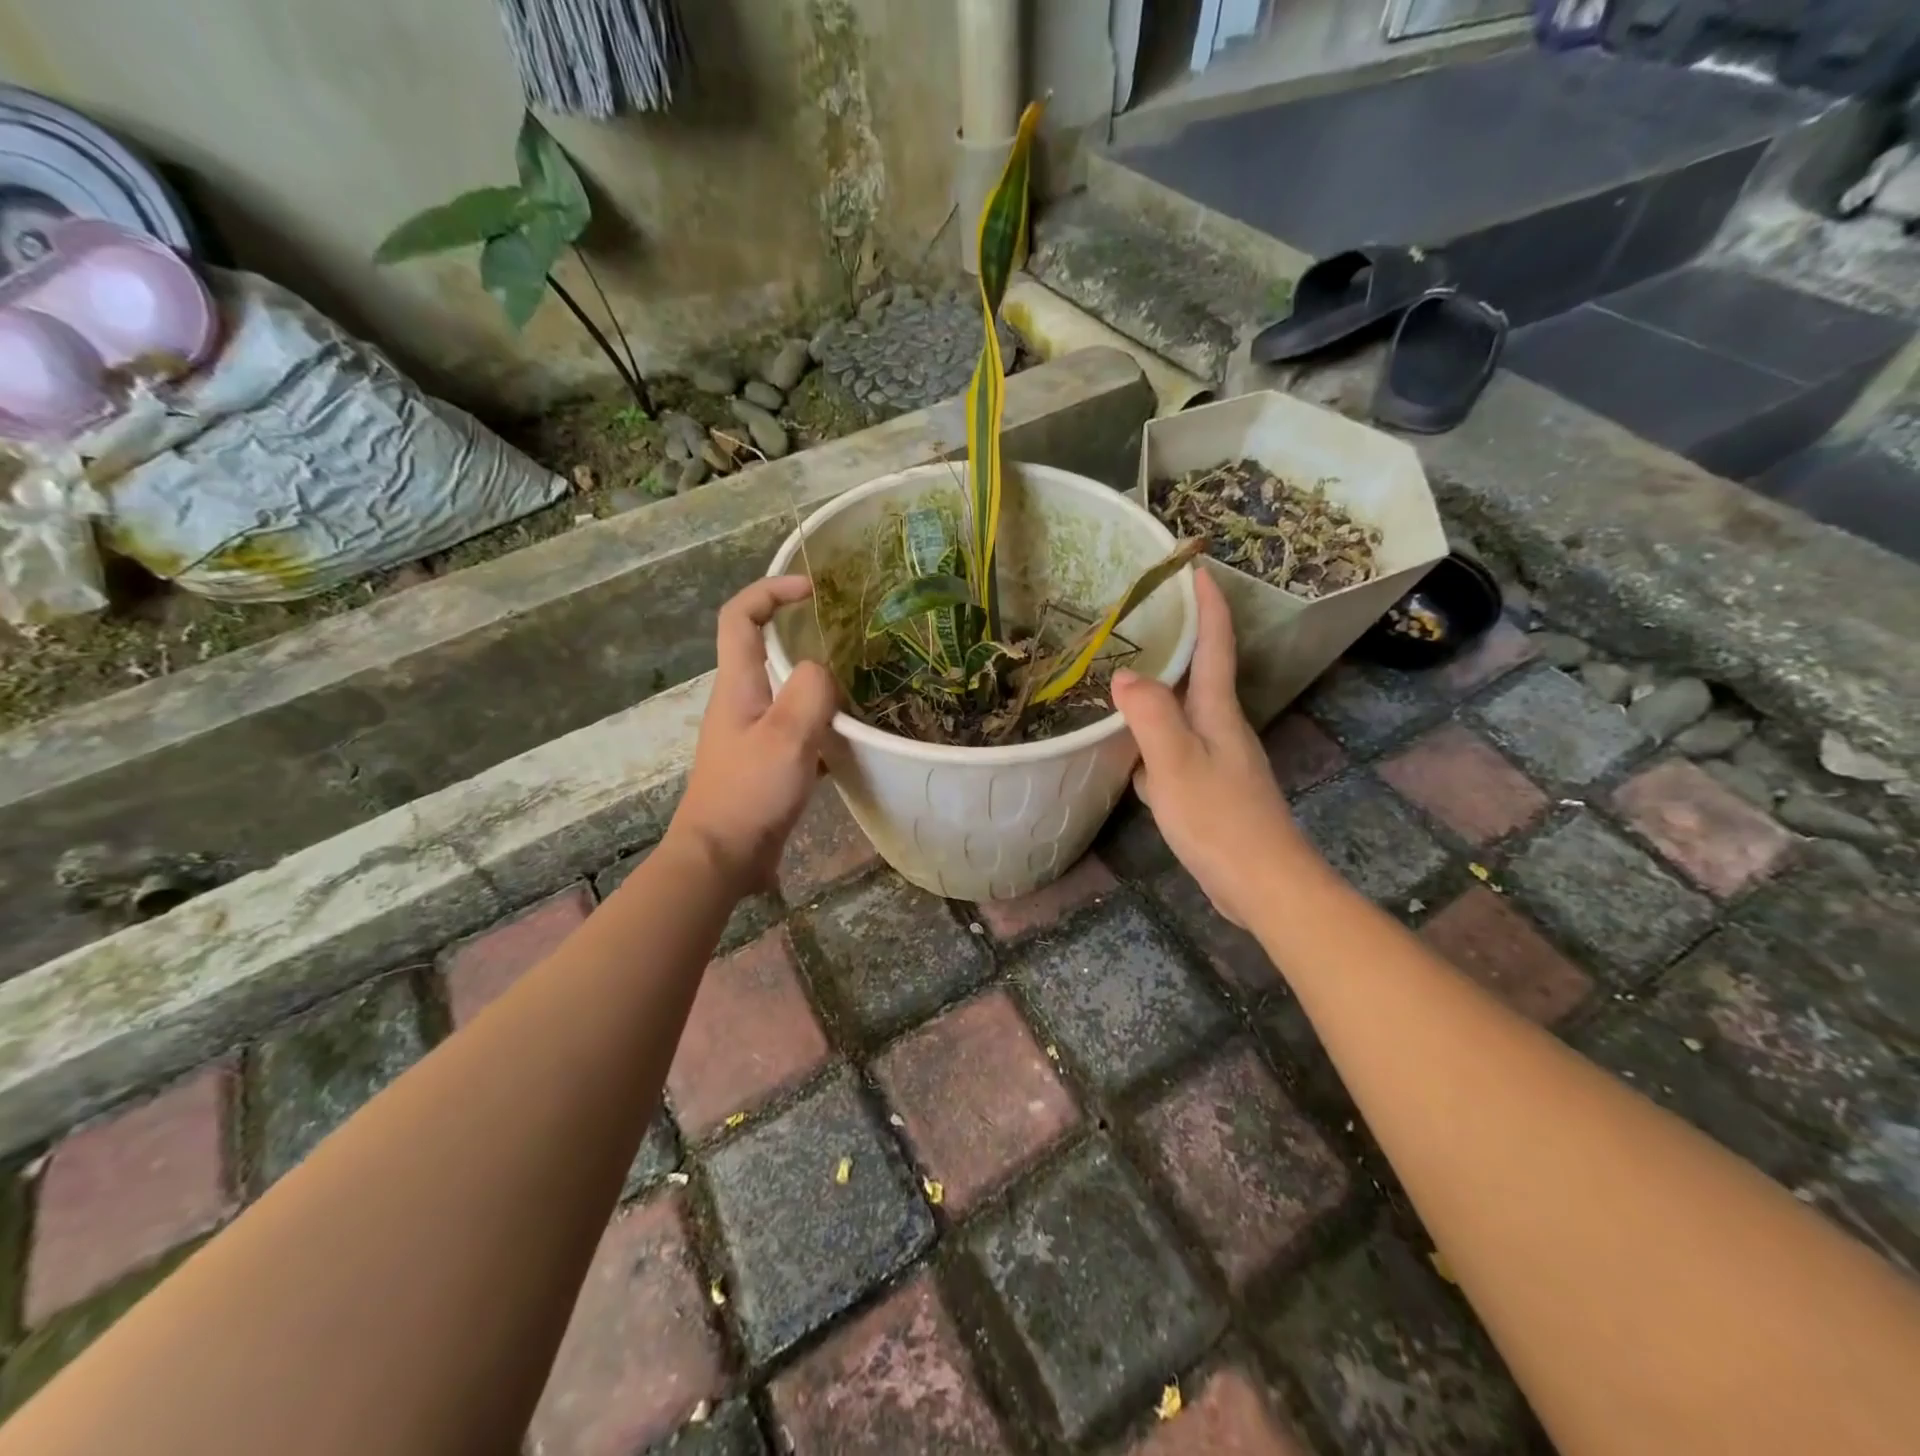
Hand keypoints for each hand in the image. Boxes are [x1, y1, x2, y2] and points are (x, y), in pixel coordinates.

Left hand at [664, 577, 839, 891]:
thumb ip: (810, 693)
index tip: (811, 588)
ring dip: (818, 682)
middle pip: (764, 649)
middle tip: (848, 636)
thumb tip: (824, 672)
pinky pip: (797, 729)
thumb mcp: (786, 736)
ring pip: (786, 692)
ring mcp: (752, 734)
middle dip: (801, 632)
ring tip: (861, 683)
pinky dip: (823, 725)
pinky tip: (853, 739)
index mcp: (737, 685)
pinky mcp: (766, 764)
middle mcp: (741, 702)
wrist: (722, 858)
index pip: (739, 617)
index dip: (770, 590)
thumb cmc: (749, 793)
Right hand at [1111, 569, 1303, 928]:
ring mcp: (1216, 758)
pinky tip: (1126, 752)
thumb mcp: (1176, 763)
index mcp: (1217, 711)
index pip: (1215, 643)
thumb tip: (1124, 674)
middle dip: (1178, 640)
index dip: (1207, 604)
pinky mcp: (1208, 787)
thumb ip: (1150, 715)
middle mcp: (1221, 726)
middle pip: (1199, 672)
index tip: (1193, 566)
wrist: (1262, 883)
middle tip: (1140, 617)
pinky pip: (1173, 748)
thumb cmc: (1220, 818)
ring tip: (1122, 675)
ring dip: (1159, 690)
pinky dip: (1150, 739)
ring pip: (1182, 712)